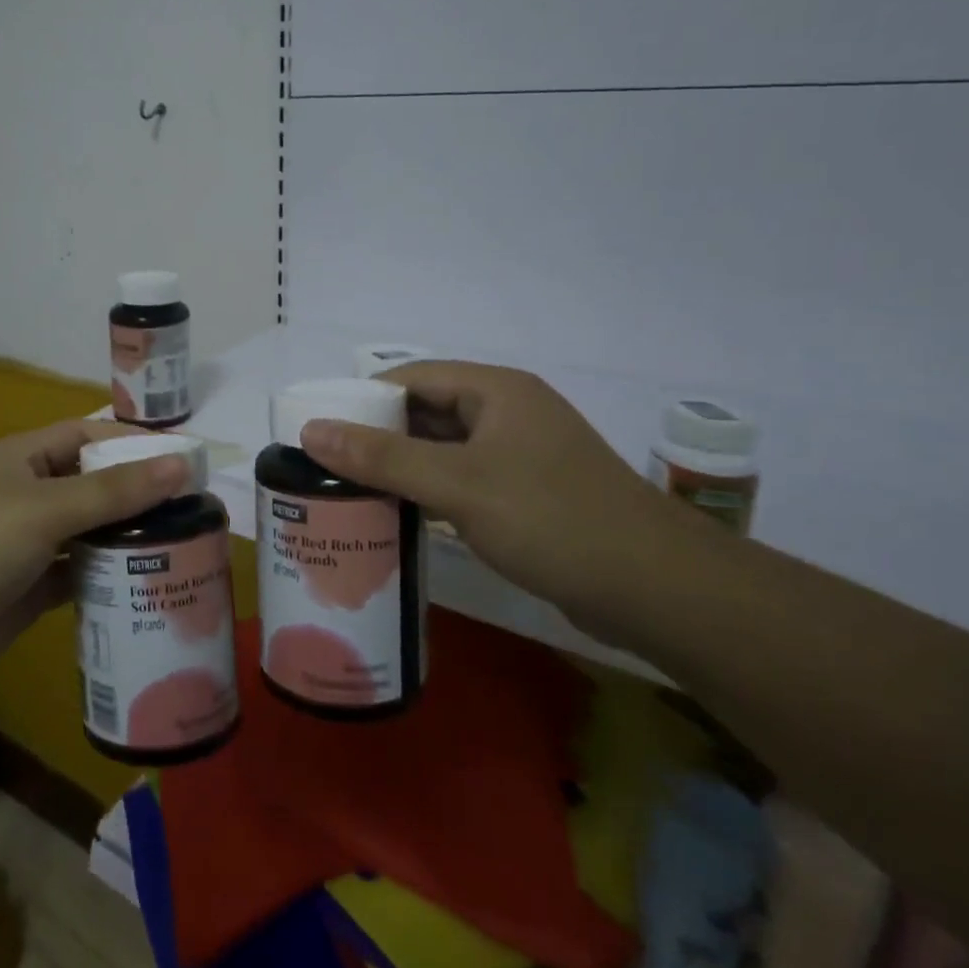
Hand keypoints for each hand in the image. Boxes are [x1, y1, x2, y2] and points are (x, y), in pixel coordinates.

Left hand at [0, 420, 188, 700]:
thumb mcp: (44, 509)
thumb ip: (114, 490)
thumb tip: (183, 463)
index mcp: (23, 458)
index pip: (89, 436)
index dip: (136, 443)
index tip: (188, 460)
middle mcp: (27, 494)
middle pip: (94, 484)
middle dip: (139, 495)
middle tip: (197, 511)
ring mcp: (27, 545)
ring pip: (89, 532)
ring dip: (128, 539)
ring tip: (185, 547)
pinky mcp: (28, 590)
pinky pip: (79, 575)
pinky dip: (109, 578)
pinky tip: (148, 586)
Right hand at [297, 361, 686, 637]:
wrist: (657, 590)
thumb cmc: (552, 520)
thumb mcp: (457, 484)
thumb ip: (382, 456)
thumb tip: (311, 430)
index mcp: (495, 391)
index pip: (410, 377)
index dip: (361, 399)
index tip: (319, 430)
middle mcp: (506, 413)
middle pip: (424, 412)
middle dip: (376, 435)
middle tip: (324, 465)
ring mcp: (518, 455)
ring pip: (442, 449)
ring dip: (400, 467)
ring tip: (346, 490)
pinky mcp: (525, 494)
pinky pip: (461, 480)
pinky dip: (427, 492)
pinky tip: (396, 515)